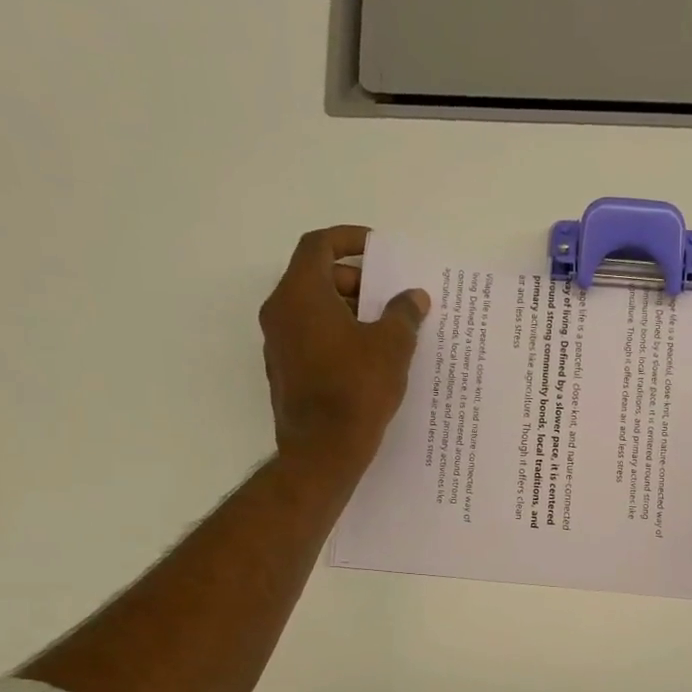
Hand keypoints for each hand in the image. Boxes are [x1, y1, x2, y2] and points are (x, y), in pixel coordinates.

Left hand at [258, 225, 428, 485]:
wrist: (323, 452)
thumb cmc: (356, 391)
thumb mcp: (391, 347)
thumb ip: (403, 314)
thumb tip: (413, 297)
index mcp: (300, 295)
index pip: (318, 246)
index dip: (348, 240)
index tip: (377, 250)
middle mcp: (280, 313)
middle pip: (315, 278)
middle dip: (354, 281)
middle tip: (387, 297)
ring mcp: (277, 345)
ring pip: (312, 311)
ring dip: (347, 311)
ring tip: (384, 330)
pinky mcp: (284, 373)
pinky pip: (310, 339)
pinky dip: (336, 336)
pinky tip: (367, 359)